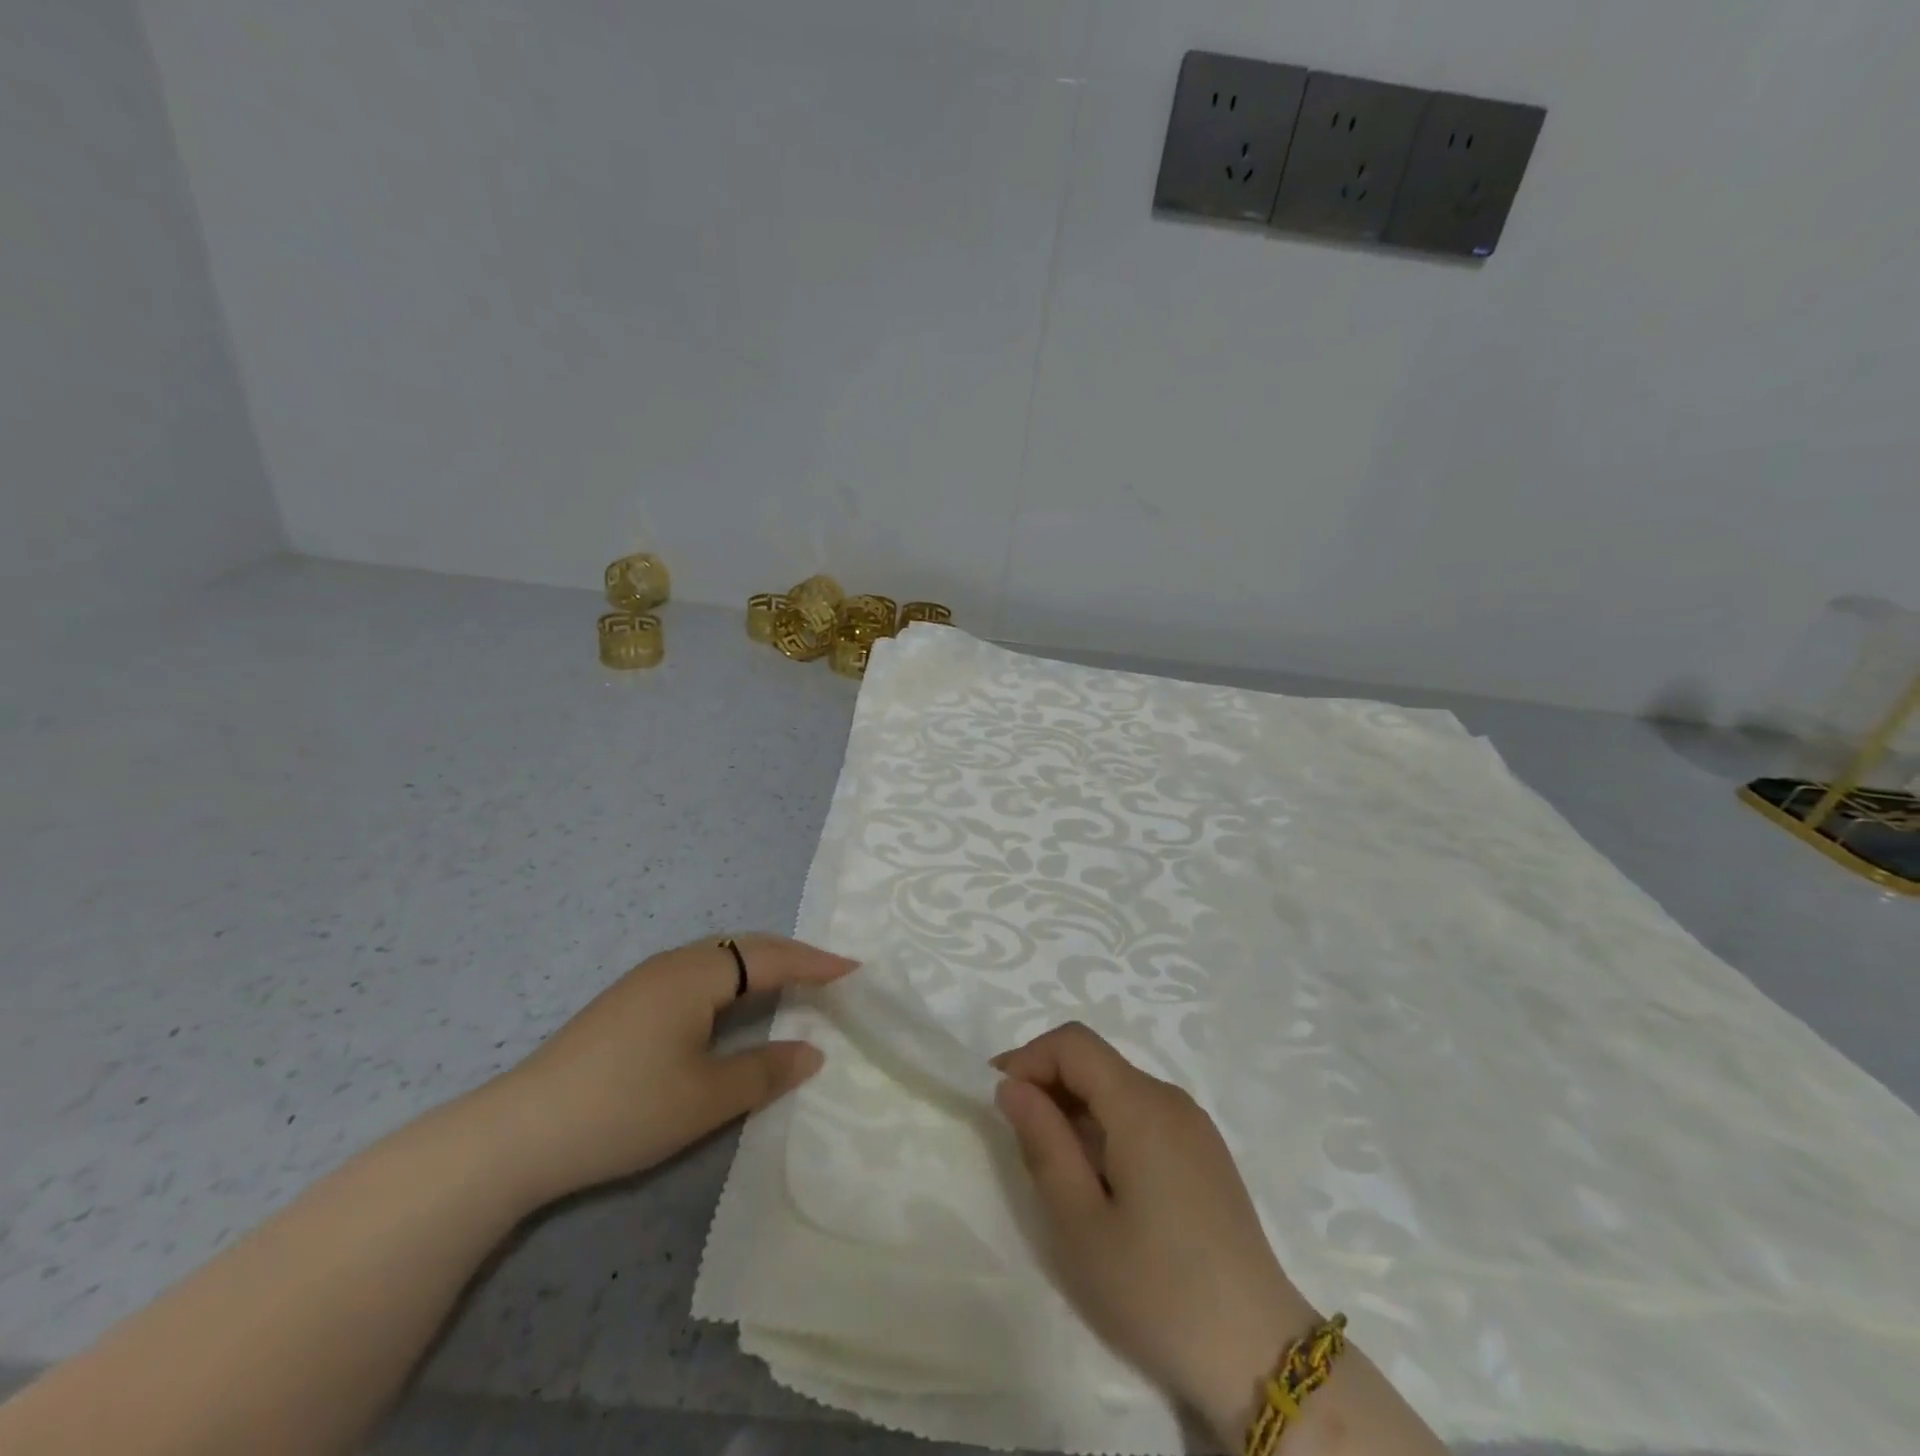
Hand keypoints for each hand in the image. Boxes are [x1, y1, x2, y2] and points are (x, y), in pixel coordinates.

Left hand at [490, 934, 856, 1201]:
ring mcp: (645, 982)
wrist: (517, 1134)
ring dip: (761, 967)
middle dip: (792, 956)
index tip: (855, 969)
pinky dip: (733, 981)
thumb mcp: (705, 1098)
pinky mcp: (627, 1004)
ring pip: (719, 959)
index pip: (770, 958)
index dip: (815, 964)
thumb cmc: (624, 1108)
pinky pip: (698, 974)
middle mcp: (673, 965)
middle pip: (745, 946)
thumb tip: (813, 1050)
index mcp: (696, 975)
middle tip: (830, 974)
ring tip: (792, 985)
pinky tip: (733, 1007)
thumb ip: (765, 1070)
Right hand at [994, 1023, 1317, 1446]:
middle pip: (1096, 1062)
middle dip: (1049, 1084)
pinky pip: (1144, 1114)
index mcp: (1142, 1106)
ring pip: (1118, 1088)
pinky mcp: (1205, 1153)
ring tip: (1058, 1168)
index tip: (999, 1101)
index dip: (1029, 1058)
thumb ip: (1042, 1142)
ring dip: (1076, 1108)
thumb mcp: (1080, 1223)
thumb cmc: (1157, 1290)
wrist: (1260, 1355)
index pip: (1073, 1043)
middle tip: (1019, 1140)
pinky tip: (1102, 1180)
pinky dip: (1107, 1126)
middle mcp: (1171, 1099)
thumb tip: (1011, 1086)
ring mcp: (1194, 1125)